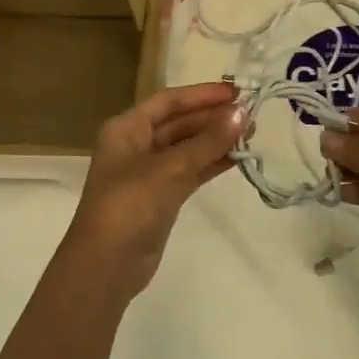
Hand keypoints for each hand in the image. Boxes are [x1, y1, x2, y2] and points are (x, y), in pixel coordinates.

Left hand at [63, 82, 243, 298]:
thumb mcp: (169, 168)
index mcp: (127, 128)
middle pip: (179, 123)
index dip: (202, 94)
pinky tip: (237, 158)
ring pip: (187, 147)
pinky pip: (190, 170)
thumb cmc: (129, 206)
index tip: (237, 92)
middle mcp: (136, 144)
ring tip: (252, 134)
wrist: (106, 266)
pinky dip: (211, 163)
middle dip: (213, 117)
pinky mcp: (161, 196)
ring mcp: (149, 172)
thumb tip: (242, 113)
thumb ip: (207, 141)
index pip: (169, 101)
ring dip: (216, 140)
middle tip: (252, 115)